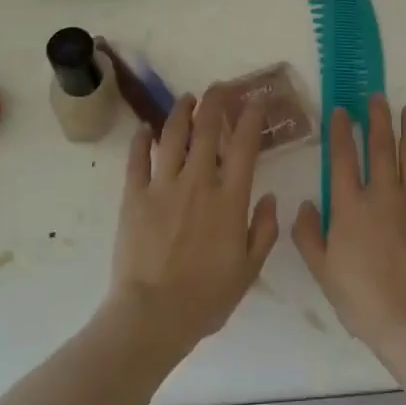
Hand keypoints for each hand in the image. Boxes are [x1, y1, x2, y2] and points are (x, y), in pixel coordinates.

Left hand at [105, 92, 278, 362]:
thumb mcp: (248, 269)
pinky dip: (141, 140)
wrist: (152, 315)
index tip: (256, 101)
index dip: (251, 117)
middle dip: (216, 102)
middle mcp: (197, 182)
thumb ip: (264, 230)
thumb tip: (272, 197)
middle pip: (207, 129)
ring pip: (172, 135)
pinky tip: (144, 129)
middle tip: (219, 88)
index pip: (244, 145)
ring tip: (187, 99)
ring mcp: (162, 186)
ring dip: (181, 112)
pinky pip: (136, 159)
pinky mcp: (133, 196)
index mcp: (229, 198)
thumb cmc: (206, 297)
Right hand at [293, 96, 405, 363]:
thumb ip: (308, 235)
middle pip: (380, 145)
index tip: (340, 111)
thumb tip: (303, 204)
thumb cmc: (362, 299)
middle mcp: (383, 194)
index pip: (342, 156)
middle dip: (377, 118)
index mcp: (350, 206)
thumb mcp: (322, 271)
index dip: (340, 130)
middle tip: (377, 97)